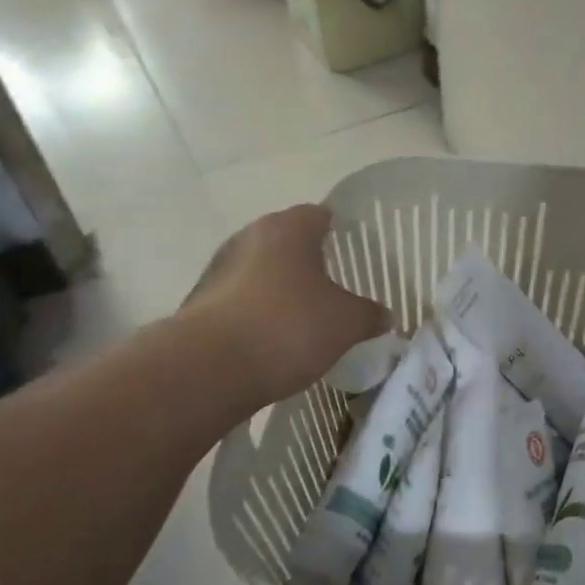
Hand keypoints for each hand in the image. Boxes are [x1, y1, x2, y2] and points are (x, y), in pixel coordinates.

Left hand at [179, 205, 386, 406]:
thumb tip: (383, 314)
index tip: (357, 254)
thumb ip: (369, 314)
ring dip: (281, 289)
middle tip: (337, 287)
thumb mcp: (346, 323)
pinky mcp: (200, 303)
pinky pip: (241, 300)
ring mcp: (219, 269)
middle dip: (311, 262)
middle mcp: (249, 237)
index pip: (320, 215)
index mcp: (287, 228)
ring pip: (262, 272)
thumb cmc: (287, 327)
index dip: (341, 232)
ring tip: (307, 317)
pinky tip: (275, 340)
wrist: (208, 369)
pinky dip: (259, 313)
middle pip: (288, 242)